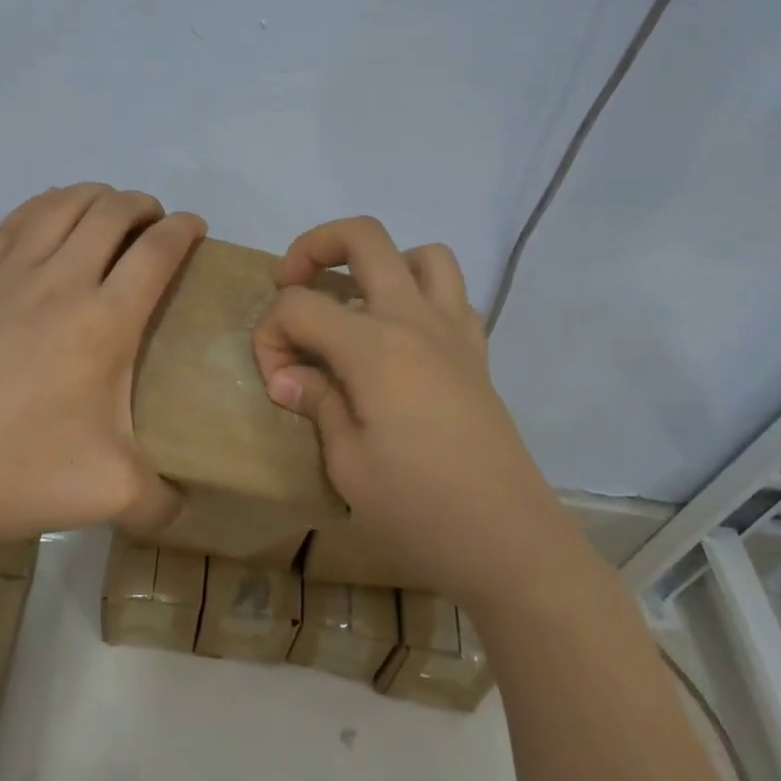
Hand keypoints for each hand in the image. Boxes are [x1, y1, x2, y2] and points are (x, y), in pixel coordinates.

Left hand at [0, 184, 204, 553]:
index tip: (195, 228)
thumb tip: (188, 503)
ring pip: (62, 205)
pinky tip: (52, 216)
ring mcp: (9, 275)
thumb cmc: (20, 476)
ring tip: (108, 213)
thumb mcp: (111, 495)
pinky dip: (45, 205)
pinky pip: (15, 220)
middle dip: (144, 206)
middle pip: (112, 212)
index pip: (157, 250)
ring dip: (96, 197)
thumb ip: (163, 498)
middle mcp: (62, 282)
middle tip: (153, 225)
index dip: (184, 228)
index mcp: (104, 322)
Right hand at [251, 217, 577, 615]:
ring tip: (356, 304)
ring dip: (380, 264)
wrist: (509, 542)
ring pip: (421, 253)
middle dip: (314, 247)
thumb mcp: (347, 465)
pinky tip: (402, 337)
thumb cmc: (420, 510)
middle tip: (293, 285)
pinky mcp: (477, 352)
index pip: (300, 305)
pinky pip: (452, 295)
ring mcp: (453, 331)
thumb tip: (288, 375)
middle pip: (363, 237)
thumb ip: (317, 403)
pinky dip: (421, 295)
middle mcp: (415, 319)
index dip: (270, 334)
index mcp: (375, 346)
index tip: (276, 380)